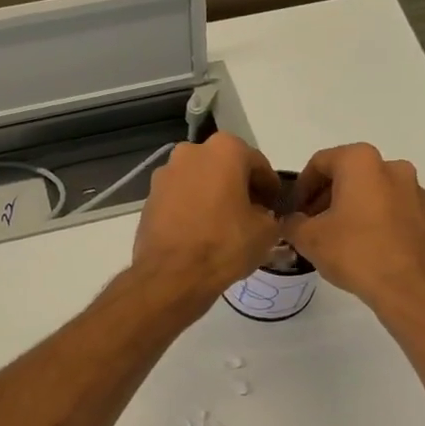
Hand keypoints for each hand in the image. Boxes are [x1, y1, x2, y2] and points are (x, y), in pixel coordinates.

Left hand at [130, 134, 281, 315]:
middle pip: (225, 167)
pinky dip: (192, 208)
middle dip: (239, 187)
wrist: (172, 275)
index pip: (258, 165)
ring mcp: (165, 174)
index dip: (270, 188)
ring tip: (224, 225)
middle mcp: (191, 152)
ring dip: (214, 196)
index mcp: (224, 150)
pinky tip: (201, 232)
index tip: (274, 207)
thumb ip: (271, 215)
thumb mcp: (266, 232)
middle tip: (251, 215)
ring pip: (200, 181)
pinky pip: (180, 198)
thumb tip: (262, 216)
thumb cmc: (224, 245)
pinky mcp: (150, 197)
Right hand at [282, 144, 424, 315]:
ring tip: (333, 236)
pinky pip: (388, 207)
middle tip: (309, 224)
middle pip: (347, 174)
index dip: (301, 187)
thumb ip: (291, 223)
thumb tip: (290, 221)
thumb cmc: (355, 252)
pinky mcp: (424, 214)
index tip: (293, 211)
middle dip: (324, 197)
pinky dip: (370, 218)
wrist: (409, 287)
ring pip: (369, 190)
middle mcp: (391, 166)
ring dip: (348, 207)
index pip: (320, 163)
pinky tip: (359, 245)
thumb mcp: (309, 238)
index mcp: (361, 161)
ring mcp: (412, 189)